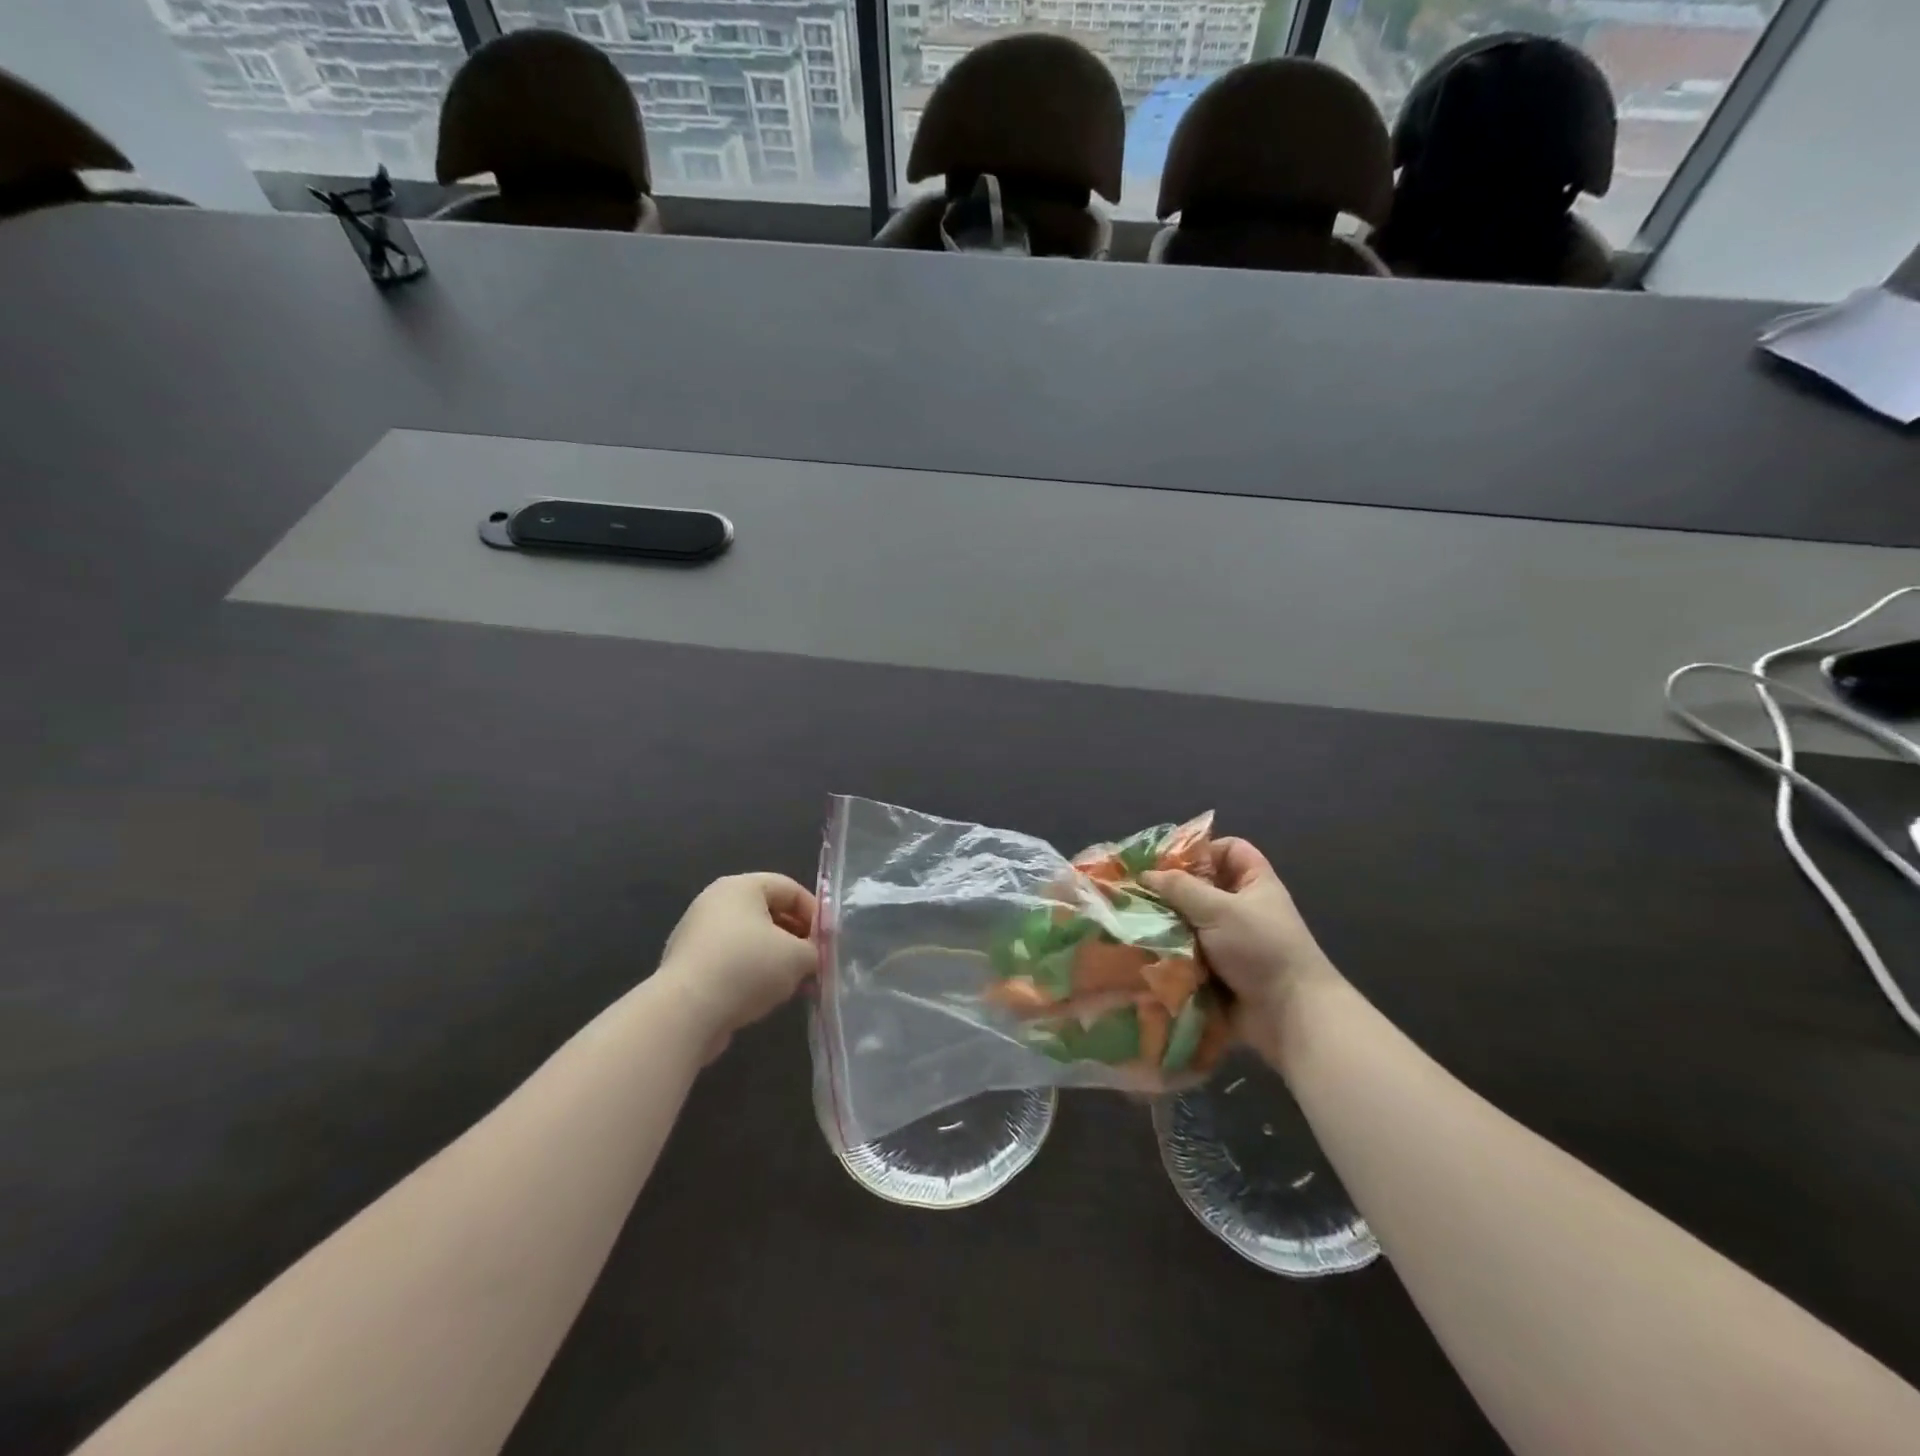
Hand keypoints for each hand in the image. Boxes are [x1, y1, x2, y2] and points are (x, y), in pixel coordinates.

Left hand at [655, 874, 817, 1055]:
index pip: (789, 888)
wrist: (685, 1013)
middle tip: (814, 963)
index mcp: (741, 887)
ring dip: (776, 959)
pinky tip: (765, 998)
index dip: (815, 913)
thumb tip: (812, 956)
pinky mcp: (689, 966)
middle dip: (796, 938)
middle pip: (769, 913)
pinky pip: (731, 962)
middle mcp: (716, 903)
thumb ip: (814, 950)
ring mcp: (698, 934)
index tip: (828, 941)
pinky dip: (751, 974)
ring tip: (794, 985)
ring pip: (750, 940)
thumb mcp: (797, 957)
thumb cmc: (747, 968)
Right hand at [1142, 839, 1339, 1065]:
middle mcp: (1241, 908)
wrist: (1288, 1015)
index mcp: (1253, 883)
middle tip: (1136, 890)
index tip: (1168, 860)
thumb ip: (1180, 888)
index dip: (1202, 849)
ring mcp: (1228, 941)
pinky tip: (1141, 948)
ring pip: (1188, 921)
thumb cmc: (1260, 948)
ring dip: (1165, 923)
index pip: (1229, 850)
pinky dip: (1168, 951)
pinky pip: (1186, 952)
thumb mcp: (1220, 909)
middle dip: (1171, 889)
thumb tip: (1145, 875)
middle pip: (1201, 886)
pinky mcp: (1215, 969)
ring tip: (1131, 920)